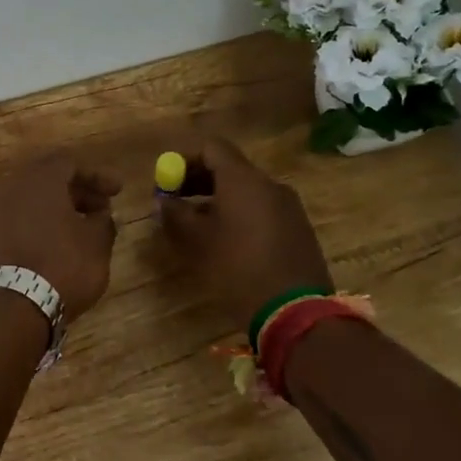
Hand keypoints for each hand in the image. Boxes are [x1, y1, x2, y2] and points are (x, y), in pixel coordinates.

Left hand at [0, 155, 122, 320]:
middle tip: (101, 210)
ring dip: (56, 209)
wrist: (11, 307)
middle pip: (47, 179)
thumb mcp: (97, 243)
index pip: (69, 163)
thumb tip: (100, 215)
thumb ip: (103, 221)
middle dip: (76, 192)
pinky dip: (36, 224)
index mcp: (39, 178)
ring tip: (80, 229)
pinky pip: (15, 220)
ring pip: (29, 200)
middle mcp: (10, 186)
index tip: (117, 192)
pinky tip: (54, 244)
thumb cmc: (62, 265)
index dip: (96, 176)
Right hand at [157, 136, 333, 322]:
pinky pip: (261, 209)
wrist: (294, 312)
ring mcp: (288, 207)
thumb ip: (174, 214)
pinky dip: (239, 214)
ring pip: (246, 190)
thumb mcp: (196, 241)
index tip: (166, 179)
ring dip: (217, 198)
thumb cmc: (237, 268)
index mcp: (243, 179)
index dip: (184, 158)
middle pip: (229, 167)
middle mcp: (269, 184)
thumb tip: (162, 201)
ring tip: (195, 224)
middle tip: (174, 200)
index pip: (212, 147)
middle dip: (198, 179)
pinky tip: (226, 241)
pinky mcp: (298, 229)